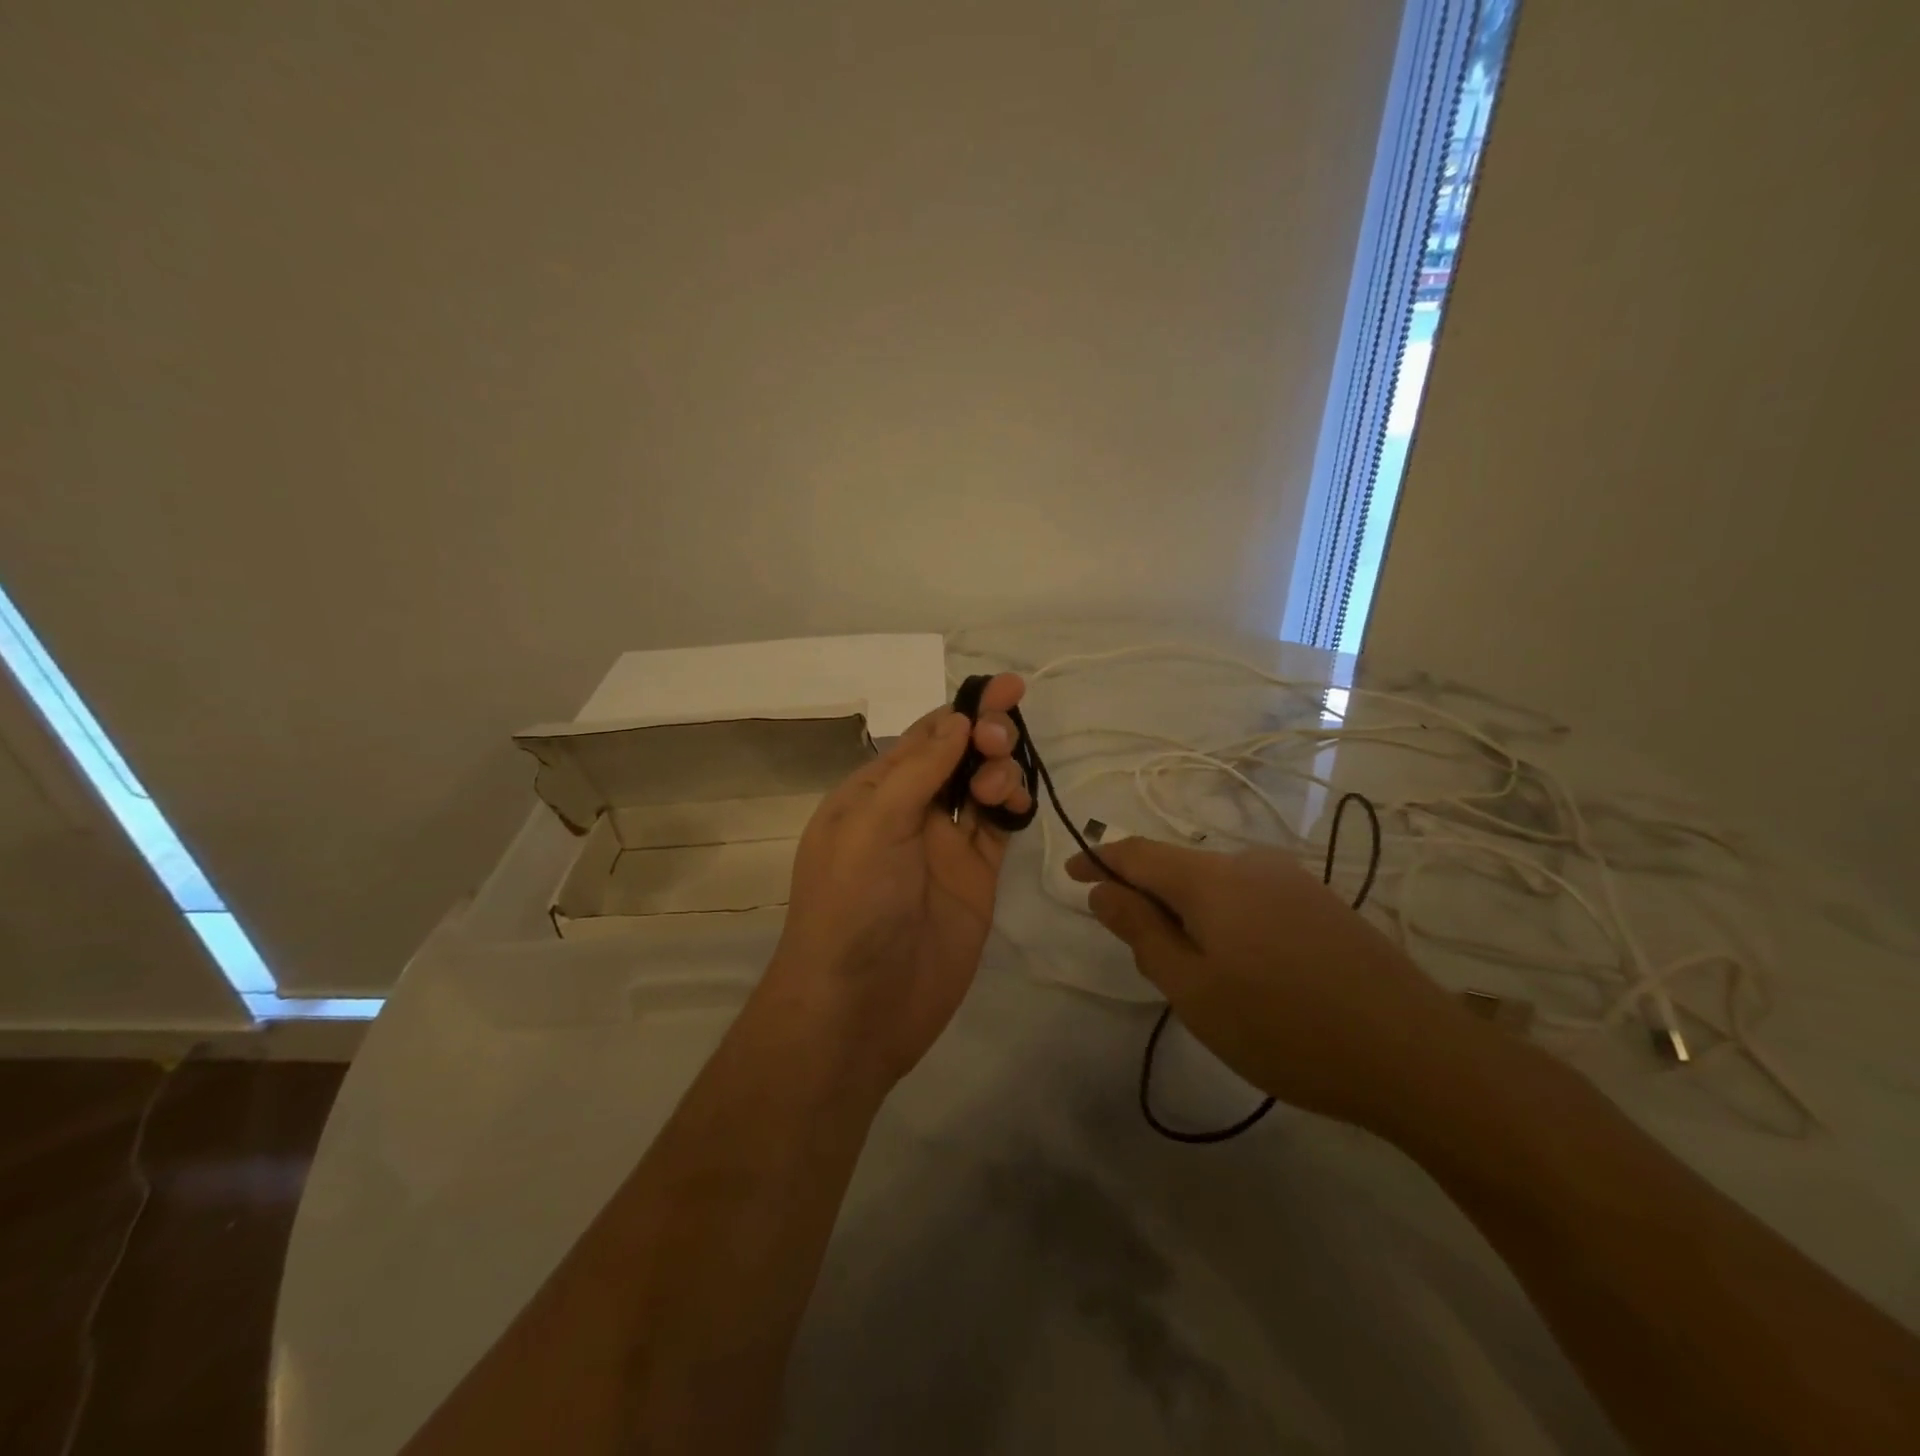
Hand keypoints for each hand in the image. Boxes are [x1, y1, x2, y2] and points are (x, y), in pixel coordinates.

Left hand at [766, 674, 1033, 1090]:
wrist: (858, 1008)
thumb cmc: (852, 905)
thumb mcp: (872, 825)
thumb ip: (918, 771)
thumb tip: (956, 719)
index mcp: (873, 793)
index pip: (923, 737)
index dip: (962, 710)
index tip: (1005, 687)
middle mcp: (909, 813)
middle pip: (958, 757)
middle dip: (985, 736)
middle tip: (1001, 739)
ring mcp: (943, 848)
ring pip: (982, 789)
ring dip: (999, 771)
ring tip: (1000, 786)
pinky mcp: (974, 880)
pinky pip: (998, 830)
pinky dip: (1012, 809)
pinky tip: (1017, 804)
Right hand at [1067, 839, 1477, 1128]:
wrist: (1415, 1054)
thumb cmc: (1284, 1027)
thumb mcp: (1193, 990)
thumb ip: (1142, 933)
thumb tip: (1102, 891)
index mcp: (1211, 879)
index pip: (1136, 854)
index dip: (1098, 860)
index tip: (1070, 875)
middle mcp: (1250, 864)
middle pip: (1178, 869)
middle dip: (1148, 899)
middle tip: (1141, 954)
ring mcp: (1293, 881)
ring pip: (1218, 887)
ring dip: (1191, 915)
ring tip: (1200, 975)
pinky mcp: (1324, 905)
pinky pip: (1253, 900)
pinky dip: (1228, 922)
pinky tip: (1251, 971)